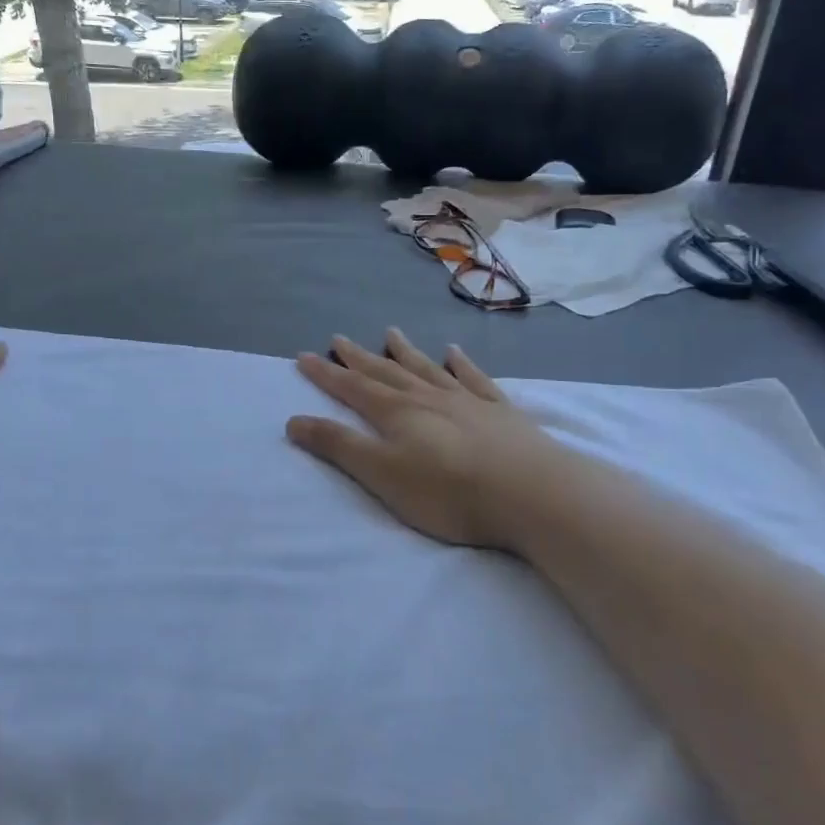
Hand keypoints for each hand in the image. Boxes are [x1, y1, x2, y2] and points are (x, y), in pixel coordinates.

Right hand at [286, 328, 576, 551]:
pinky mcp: (500, 412)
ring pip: (428, 369)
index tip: (304, 357)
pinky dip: (462, 364)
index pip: (352, 388)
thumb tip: (294, 420)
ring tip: (391, 332)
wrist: (530, 491)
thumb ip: (339, 447)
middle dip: (359, 358)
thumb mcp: (381, 474)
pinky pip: (474, 379)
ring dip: (406, 352)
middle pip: (386, 372)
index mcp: (397, 413)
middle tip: (339, 339)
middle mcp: (428, 397)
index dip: (326, 374)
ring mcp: (466, 400)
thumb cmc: (448, 491)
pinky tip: (456, 352)